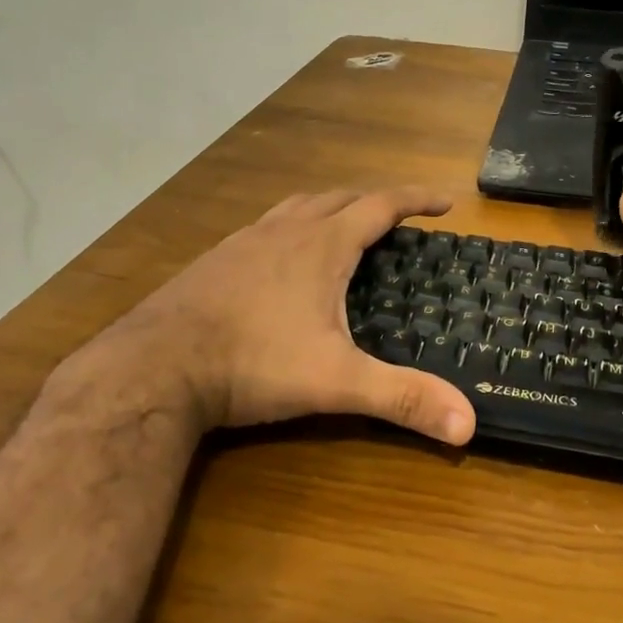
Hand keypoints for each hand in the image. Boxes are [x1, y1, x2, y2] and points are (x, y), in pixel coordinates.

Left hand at [54, 188, 475, 445]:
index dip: (415, 200)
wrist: (154, 367)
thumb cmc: (253, 363)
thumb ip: (402, 398)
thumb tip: (469, 424)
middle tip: (397, 217)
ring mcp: (244, 242)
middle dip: (373, 201)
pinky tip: (280, 259)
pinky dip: (288, 228)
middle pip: (339, 198)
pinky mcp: (214, 260)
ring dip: (328, 208)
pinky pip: (263, 228)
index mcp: (322, 246)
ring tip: (343, 226)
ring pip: (297, 207)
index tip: (444, 202)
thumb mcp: (336, 381)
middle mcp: (285, 231)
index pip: (380, 206)